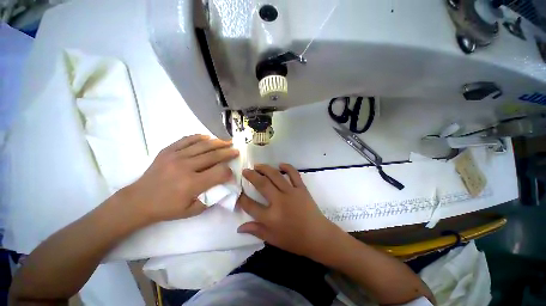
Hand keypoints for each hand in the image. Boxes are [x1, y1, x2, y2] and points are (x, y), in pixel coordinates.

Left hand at [124, 134, 238, 222]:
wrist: (138, 201)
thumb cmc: (166, 208)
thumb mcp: (192, 210)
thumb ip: (211, 198)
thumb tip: (224, 186)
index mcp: (192, 184)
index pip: (219, 172)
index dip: (229, 172)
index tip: (232, 172)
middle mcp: (185, 167)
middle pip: (214, 155)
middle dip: (228, 152)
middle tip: (236, 150)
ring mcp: (175, 156)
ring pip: (203, 145)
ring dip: (218, 142)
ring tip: (227, 141)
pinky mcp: (167, 151)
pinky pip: (186, 139)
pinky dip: (199, 137)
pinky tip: (208, 137)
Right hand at [237, 164, 342, 258]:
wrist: (318, 236)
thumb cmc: (294, 240)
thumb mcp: (272, 239)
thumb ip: (256, 231)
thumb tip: (239, 228)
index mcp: (271, 217)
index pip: (250, 205)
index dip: (241, 197)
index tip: (238, 191)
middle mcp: (279, 201)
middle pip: (262, 184)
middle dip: (251, 176)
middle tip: (245, 170)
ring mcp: (291, 193)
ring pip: (276, 176)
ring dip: (265, 168)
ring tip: (258, 165)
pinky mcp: (302, 188)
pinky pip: (294, 174)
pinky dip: (287, 167)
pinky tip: (280, 164)